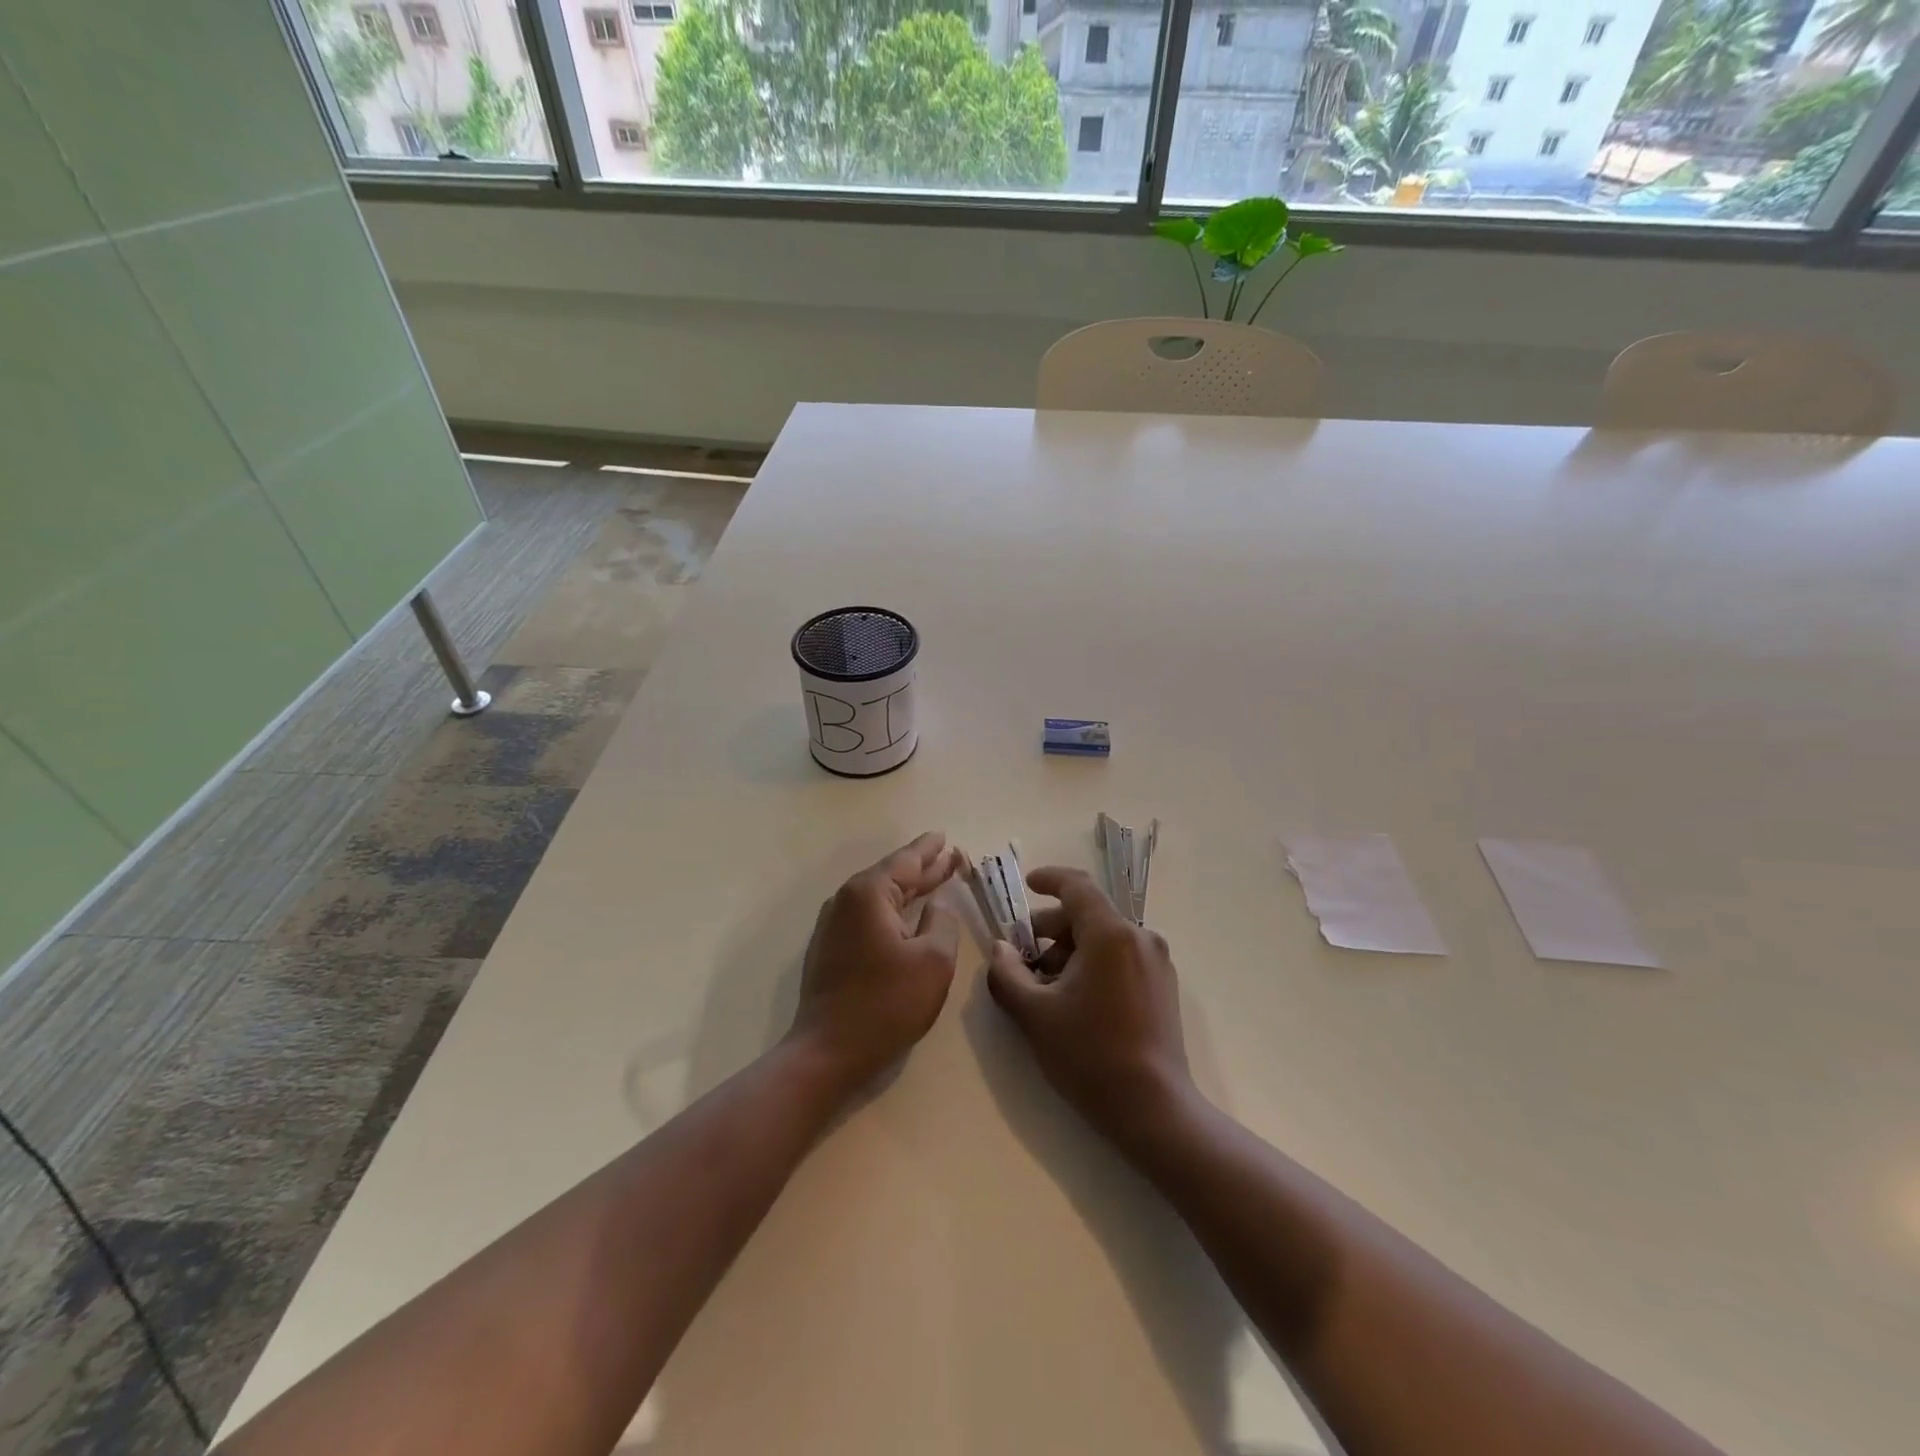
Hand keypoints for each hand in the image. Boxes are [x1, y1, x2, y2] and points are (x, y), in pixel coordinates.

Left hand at [788, 832, 963, 1094]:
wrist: (828, 1051)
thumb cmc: (886, 1003)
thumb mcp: (933, 960)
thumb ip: (942, 923)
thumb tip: (937, 906)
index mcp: (869, 893)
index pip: (906, 861)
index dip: (930, 850)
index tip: (946, 837)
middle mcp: (846, 900)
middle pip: (891, 875)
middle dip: (923, 867)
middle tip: (950, 857)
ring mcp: (834, 925)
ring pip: (879, 896)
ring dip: (908, 889)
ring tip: (935, 879)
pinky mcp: (831, 948)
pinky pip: (868, 915)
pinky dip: (892, 909)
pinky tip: (907, 914)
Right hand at [987, 866, 1193, 1149]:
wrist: (1153, 1109)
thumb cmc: (1089, 1054)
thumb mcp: (1034, 1014)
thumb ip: (1007, 974)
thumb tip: (999, 948)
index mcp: (1110, 933)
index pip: (1077, 886)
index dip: (1049, 879)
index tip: (1027, 884)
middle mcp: (1139, 937)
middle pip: (1089, 914)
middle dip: (1052, 928)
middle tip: (1023, 957)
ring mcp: (1156, 962)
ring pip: (1104, 938)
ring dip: (1071, 950)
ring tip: (1045, 986)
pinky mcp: (1163, 986)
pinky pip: (1121, 957)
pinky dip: (1094, 963)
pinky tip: (1075, 1000)